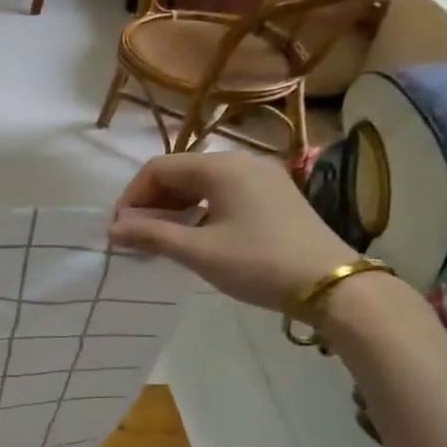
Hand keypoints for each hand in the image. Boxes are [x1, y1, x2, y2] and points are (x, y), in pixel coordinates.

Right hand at [108, 152, 358, 311]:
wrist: (333, 285)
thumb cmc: (258, 263)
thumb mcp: (198, 251)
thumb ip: (151, 235)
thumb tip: (113, 228)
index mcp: (221, 167)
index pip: (159, 168)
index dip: (133, 196)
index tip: (120, 228)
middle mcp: (241, 161)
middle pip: (180, 172)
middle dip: (152, 201)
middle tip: (137, 235)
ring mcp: (262, 177)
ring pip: (202, 182)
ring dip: (175, 206)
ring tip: (161, 238)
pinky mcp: (274, 195)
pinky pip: (224, 192)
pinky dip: (200, 208)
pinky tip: (195, 234)